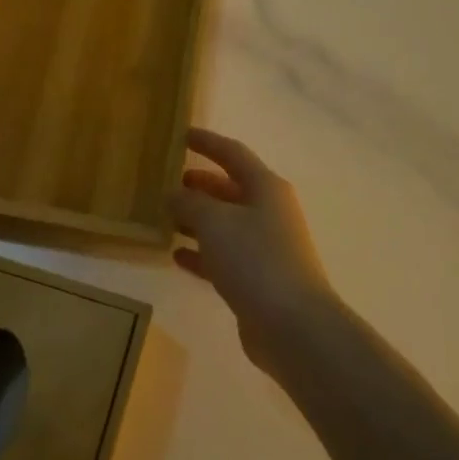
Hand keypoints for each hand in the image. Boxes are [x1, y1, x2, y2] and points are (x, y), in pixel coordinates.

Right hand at [170, 128, 338, 370]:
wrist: (293, 325)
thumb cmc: (255, 260)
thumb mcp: (215, 222)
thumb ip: (190, 202)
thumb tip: (174, 193)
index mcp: (266, 187)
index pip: (233, 153)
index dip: (207, 142)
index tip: (182, 134)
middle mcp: (269, 212)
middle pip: (230, 189)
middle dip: (200, 184)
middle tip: (167, 182)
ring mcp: (266, 247)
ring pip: (226, 224)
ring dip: (197, 220)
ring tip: (165, 217)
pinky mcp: (258, 280)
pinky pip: (224, 257)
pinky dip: (202, 253)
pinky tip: (176, 256)